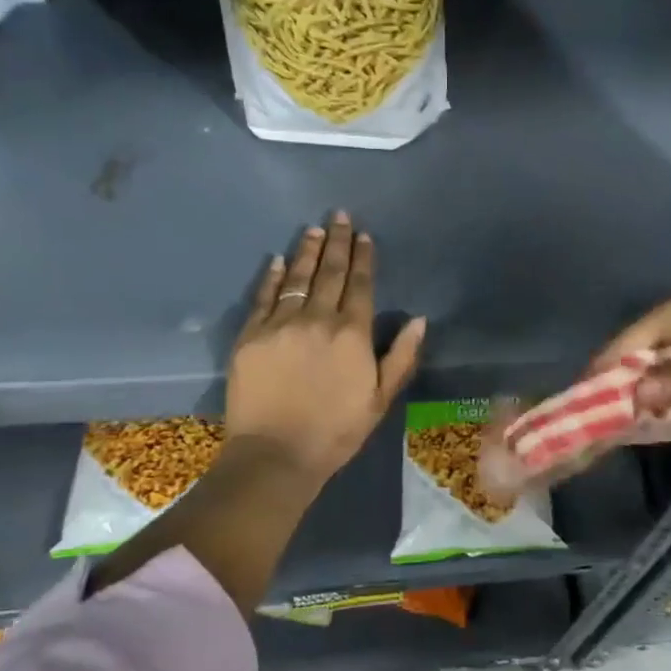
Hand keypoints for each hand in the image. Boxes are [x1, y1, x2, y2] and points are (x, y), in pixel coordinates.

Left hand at [226, 213, 423, 482]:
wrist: (276, 454)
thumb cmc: (336, 430)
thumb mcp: (380, 399)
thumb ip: (402, 356)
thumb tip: (419, 319)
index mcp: (353, 333)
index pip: (361, 285)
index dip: (363, 258)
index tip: (363, 236)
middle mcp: (318, 319)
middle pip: (330, 273)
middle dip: (337, 243)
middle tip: (339, 216)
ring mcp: (281, 325)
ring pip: (297, 279)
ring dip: (307, 251)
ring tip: (313, 229)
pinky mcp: (251, 336)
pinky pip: (263, 298)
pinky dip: (272, 277)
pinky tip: (277, 260)